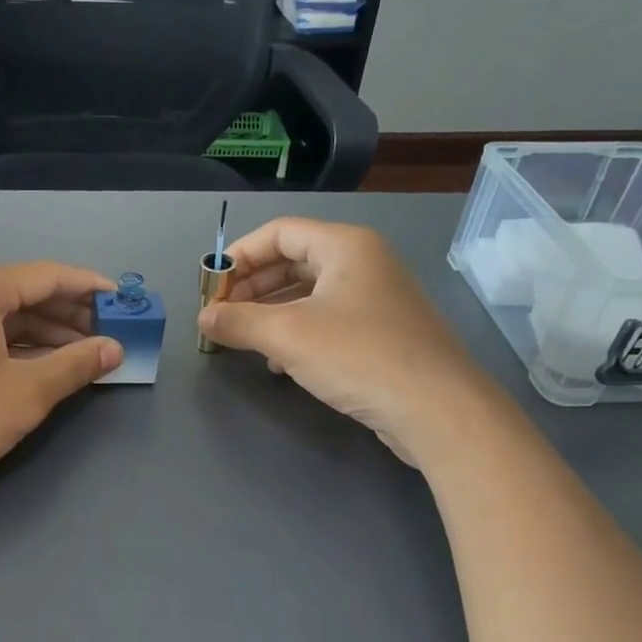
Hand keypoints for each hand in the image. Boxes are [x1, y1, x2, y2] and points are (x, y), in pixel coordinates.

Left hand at [0, 261, 122, 506]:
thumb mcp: (24, 394)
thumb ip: (75, 366)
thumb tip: (114, 349)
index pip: (47, 277)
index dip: (91, 289)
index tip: (125, 302)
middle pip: (22, 293)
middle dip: (68, 315)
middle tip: (108, 336)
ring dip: (41, 334)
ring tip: (80, 355)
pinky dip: (9, 345)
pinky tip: (36, 364)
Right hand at [197, 218, 483, 464]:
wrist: (438, 409)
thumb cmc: (359, 356)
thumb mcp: (288, 336)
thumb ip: (239, 322)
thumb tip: (203, 318)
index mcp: (345, 246)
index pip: (279, 232)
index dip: (239, 255)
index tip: (211, 286)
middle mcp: (364, 263)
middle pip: (294, 261)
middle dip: (252, 287)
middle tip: (222, 314)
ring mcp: (377, 299)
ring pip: (309, 294)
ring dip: (271, 313)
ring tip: (243, 339)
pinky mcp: (382, 334)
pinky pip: (328, 321)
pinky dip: (297, 334)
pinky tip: (279, 362)